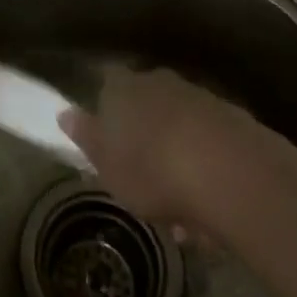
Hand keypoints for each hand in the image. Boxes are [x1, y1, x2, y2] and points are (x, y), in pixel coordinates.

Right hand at [59, 66, 267, 228]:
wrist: (231, 171)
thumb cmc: (152, 169)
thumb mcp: (108, 164)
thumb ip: (86, 138)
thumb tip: (65, 113)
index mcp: (122, 87)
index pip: (106, 83)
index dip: (106, 110)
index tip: (108, 142)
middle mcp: (158, 81)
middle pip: (145, 105)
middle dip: (145, 140)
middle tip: (144, 186)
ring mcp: (197, 95)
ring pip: (178, 126)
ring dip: (177, 160)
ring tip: (182, 216)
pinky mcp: (231, 117)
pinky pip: (208, 142)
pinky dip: (205, 168)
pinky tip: (209, 209)